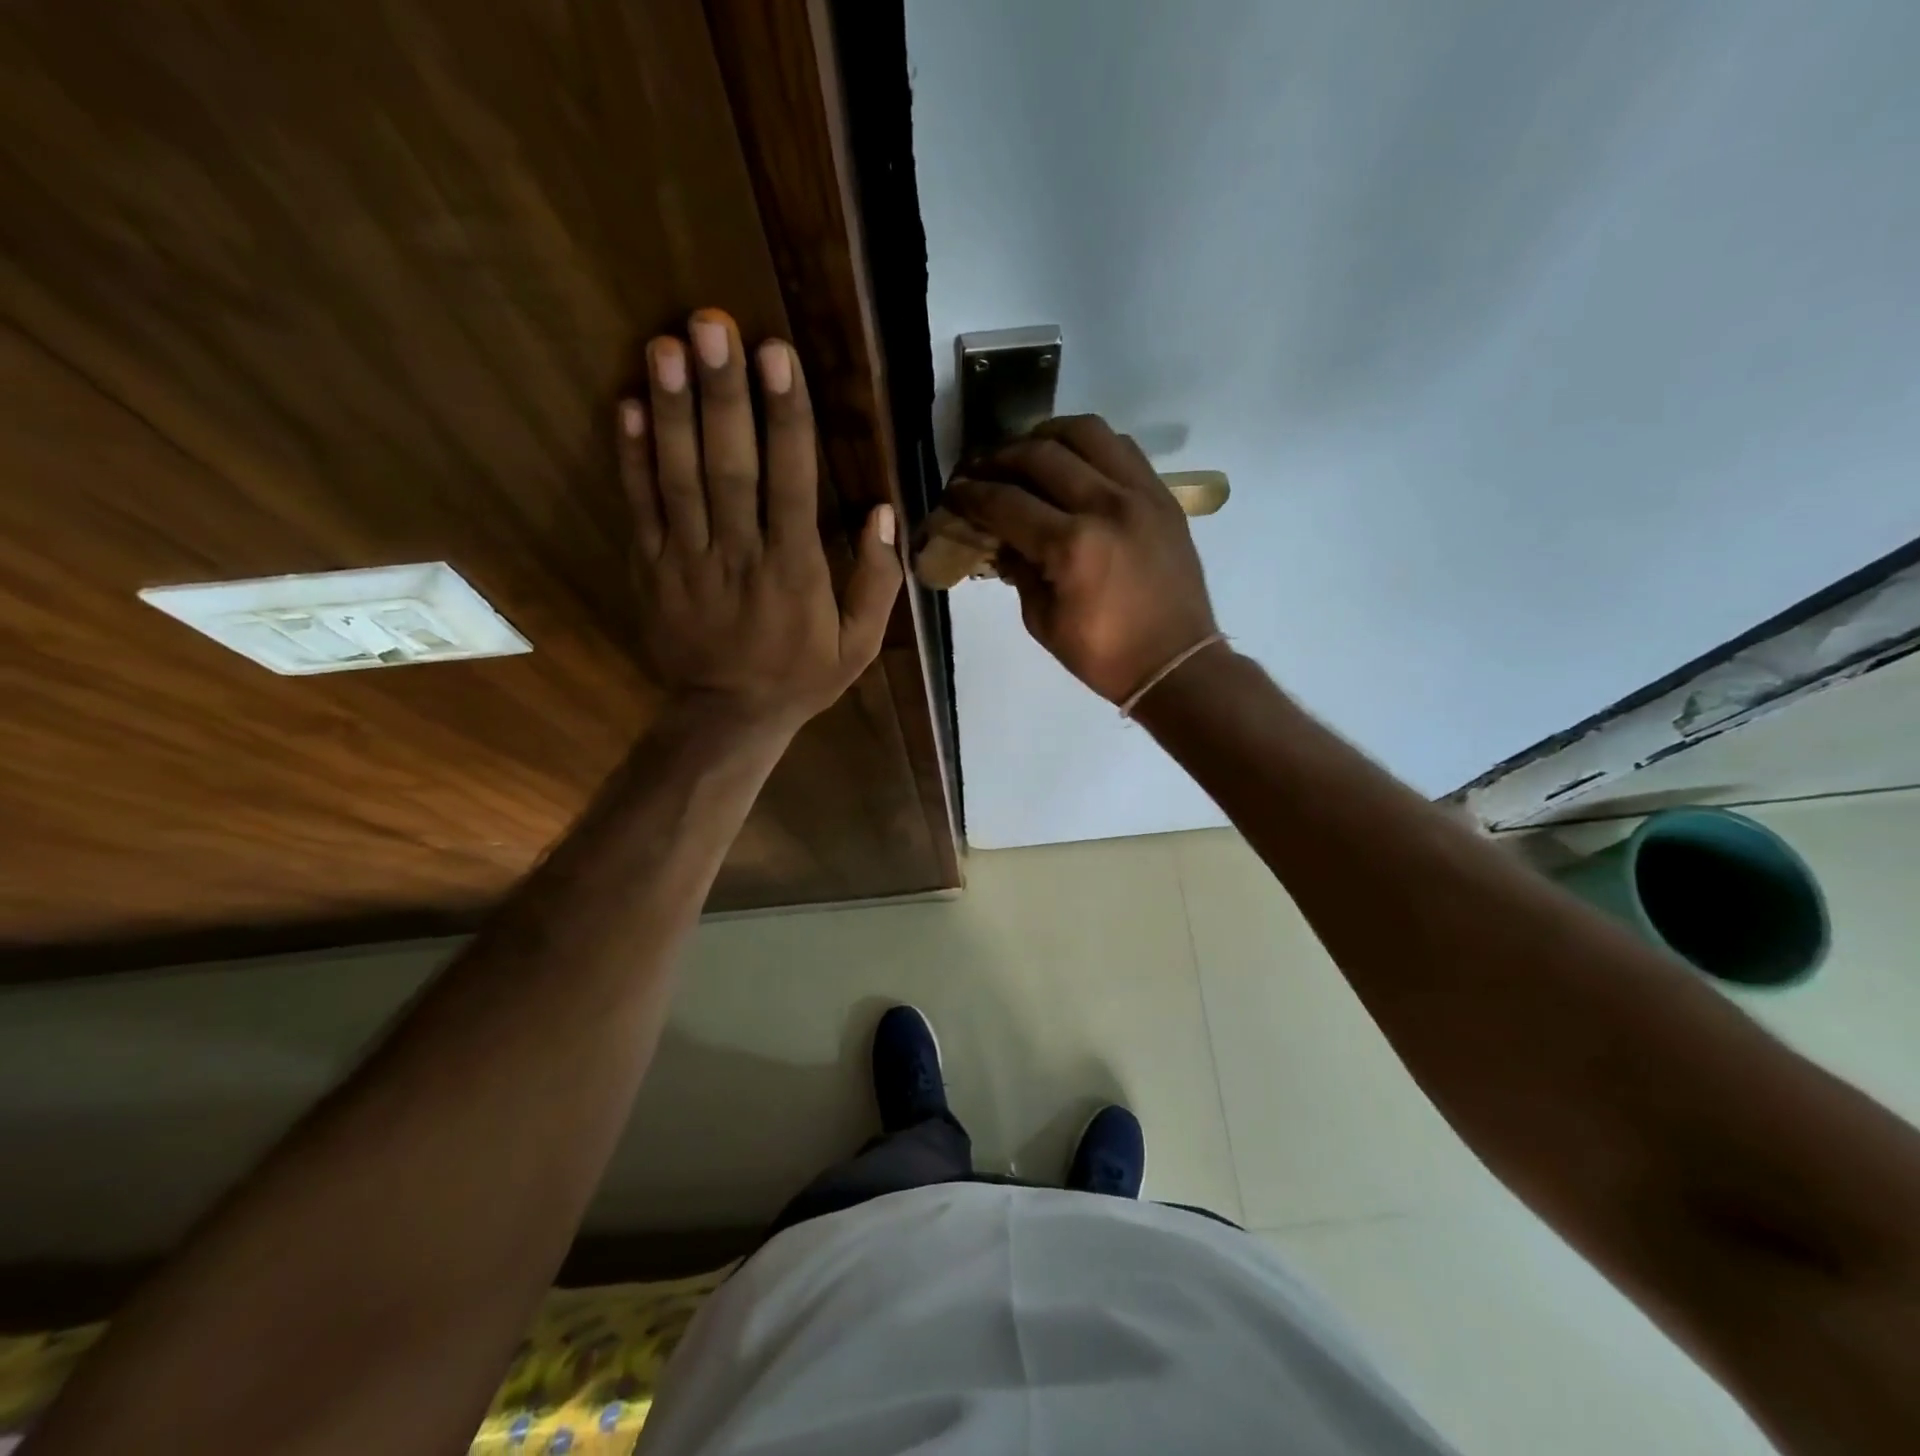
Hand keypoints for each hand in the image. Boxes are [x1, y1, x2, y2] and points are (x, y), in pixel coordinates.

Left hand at [618, 310, 901, 733]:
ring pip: (679, 478)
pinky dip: (631, 458)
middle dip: (722, 395)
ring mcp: (688, 560)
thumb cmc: (801, 676)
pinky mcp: (652, 568)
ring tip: (666, 345)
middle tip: (713, 325)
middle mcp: (740, 556)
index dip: (784, 417)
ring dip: (672, 411)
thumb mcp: (859, 644)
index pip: (791, 482)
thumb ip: (877, 581)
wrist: (727, 717)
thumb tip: (883, 512)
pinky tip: (628, 406)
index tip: (776, 356)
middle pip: (730, 467)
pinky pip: (641, 508)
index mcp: (795, 571)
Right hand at [944, 415, 1218, 703]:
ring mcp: (1140, 494)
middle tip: (979, 470)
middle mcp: (1106, 506)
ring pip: (1085, 432)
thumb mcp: (1044, 622)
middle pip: (1039, 455)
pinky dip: (1089, 446)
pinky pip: (1121, 447)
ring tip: (1026, 453)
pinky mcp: (1162, 495)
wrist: (1176, 662)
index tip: (953, 492)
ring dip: (1045, 436)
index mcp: (1071, 547)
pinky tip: (1072, 463)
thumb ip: (1019, 571)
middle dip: (999, 458)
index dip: (971, 495)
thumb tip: (1001, 538)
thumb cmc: (1104, 655)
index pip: (1007, 502)